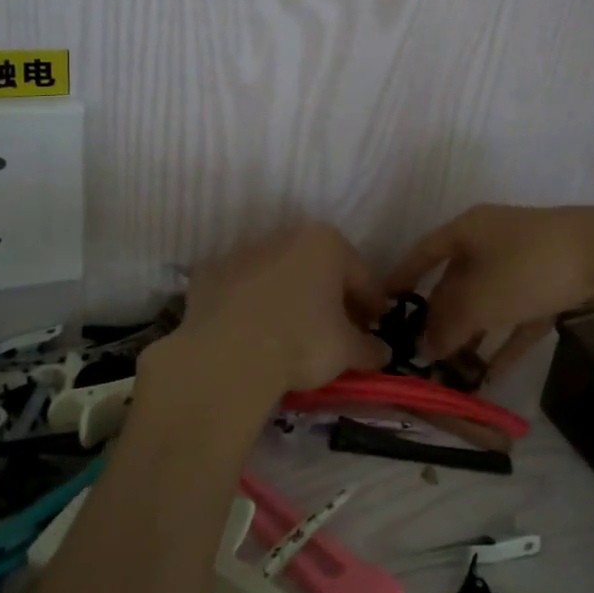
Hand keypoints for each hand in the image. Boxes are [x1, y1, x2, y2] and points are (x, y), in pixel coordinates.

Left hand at [155, 223, 385, 399]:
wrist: (226, 357)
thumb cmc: (301, 342)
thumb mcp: (347, 351)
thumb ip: (369, 348)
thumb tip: (383, 353)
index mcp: (327, 243)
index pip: (361, 275)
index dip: (371, 303)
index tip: (373, 325)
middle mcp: (286, 235)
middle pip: (318, 268)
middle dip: (329, 295)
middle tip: (336, 330)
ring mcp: (244, 251)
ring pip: (278, 273)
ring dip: (289, 295)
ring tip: (292, 332)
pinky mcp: (210, 272)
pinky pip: (242, 288)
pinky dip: (251, 304)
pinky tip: (253, 332)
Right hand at [386, 205, 593, 382]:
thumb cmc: (528, 267)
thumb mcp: (480, 299)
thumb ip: (449, 324)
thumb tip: (427, 346)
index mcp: (468, 230)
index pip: (423, 252)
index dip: (401, 277)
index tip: (382, 305)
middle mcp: (492, 239)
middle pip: (456, 280)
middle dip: (441, 318)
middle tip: (424, 354)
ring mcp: (524, 260)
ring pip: (488, 300)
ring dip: (473, 334)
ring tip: (454, 370)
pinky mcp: (552, 282)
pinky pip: (519, 314)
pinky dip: (506, 340)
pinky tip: (494, 373)